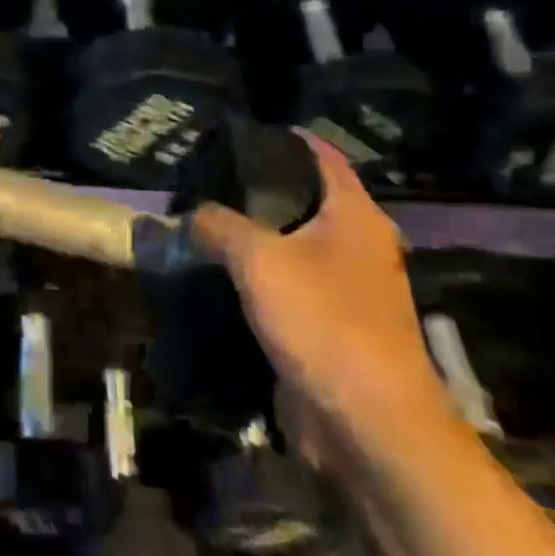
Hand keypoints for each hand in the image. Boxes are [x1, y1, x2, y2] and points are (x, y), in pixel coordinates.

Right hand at [193, 134, 446, 446]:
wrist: (367, 424)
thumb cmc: (323, 321)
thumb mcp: (259, 259)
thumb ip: (217, 226)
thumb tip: (187, 215)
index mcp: (355, 215)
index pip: (320, 155)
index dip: (282, 137)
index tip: (237, 132)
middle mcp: (357, 244)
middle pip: (302, 200)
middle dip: (255, 189)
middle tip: (204, 179)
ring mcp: (345, 288)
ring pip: (291, 245)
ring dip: (252, 236)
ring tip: (201, 221)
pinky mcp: (328, 325)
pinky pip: (286, 286)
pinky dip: (256, 276)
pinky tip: (216, 273)